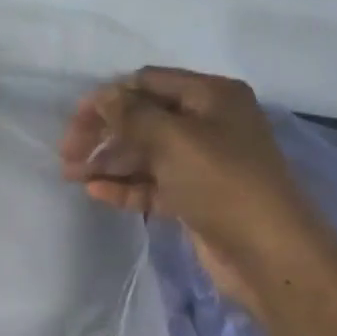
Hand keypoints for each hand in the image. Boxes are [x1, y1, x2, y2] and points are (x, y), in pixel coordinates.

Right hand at [58, 67, 318, 303]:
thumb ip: (131, 115)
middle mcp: (208, 123)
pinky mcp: (195, 197)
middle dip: (105, 133)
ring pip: (145, 154)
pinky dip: (125, 187)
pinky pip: (153, 185)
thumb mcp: (174, 139)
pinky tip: (96, 193)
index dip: (108, 97)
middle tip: (68, 155)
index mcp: (211, 96)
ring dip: (109, 162)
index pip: (148, 83)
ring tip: (72, 177)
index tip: (74, 121)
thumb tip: (101, 96)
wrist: (268, 252)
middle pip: (143, 118)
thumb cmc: (223, 183)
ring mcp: (202, 163)